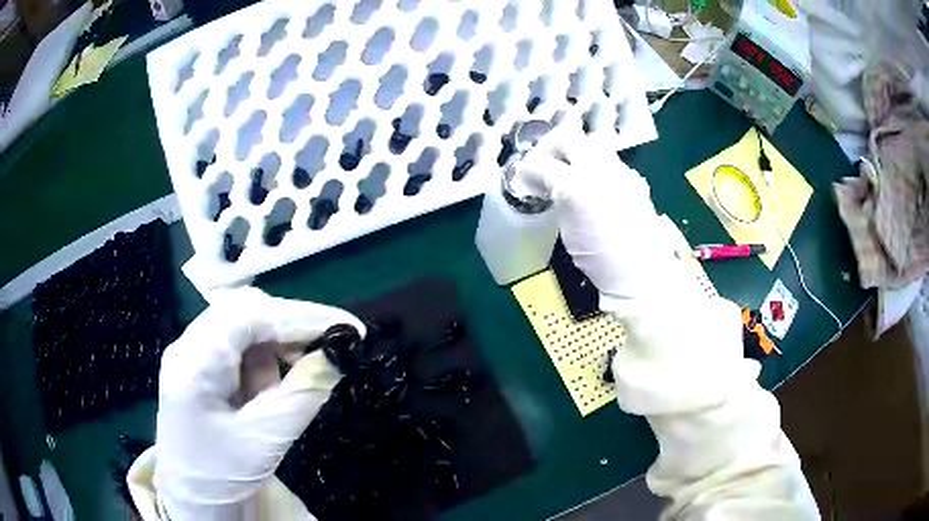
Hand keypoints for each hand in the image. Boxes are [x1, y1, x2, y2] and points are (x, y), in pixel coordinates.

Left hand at [153, 287, 363, 517]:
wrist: (193, 498)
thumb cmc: (221, 474)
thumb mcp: (265, 440)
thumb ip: (301, 395)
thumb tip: (337, 355)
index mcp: (195, 363)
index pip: (249, 315)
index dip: (300, 316)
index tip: (347, 328)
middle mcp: (188, 345)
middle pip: (244, 311)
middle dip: (288, 326)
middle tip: (327, 349)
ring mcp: (192, 353)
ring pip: (242, 325)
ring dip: (277, 344)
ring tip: (297, 376)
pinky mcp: (201, 366)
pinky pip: (238, 346)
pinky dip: (264, 359)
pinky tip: (272, 386)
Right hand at [517, 122, 700, 305]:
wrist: (642, 273)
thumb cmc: (601, 258)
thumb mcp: (568, 231)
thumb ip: (556, 198)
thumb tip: (543, 182)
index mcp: (579, 186)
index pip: (545, 163)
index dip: (529, 168)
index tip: (524, 177)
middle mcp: (601, 170)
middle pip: (569, 138)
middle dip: (549, 148)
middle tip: (541, 165)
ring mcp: (621, 171)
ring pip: (590, 144)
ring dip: (573, 152)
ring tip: (565, 173)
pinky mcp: (633, 179)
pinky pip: (607, 159)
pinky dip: (592, 164)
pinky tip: (590, 184)